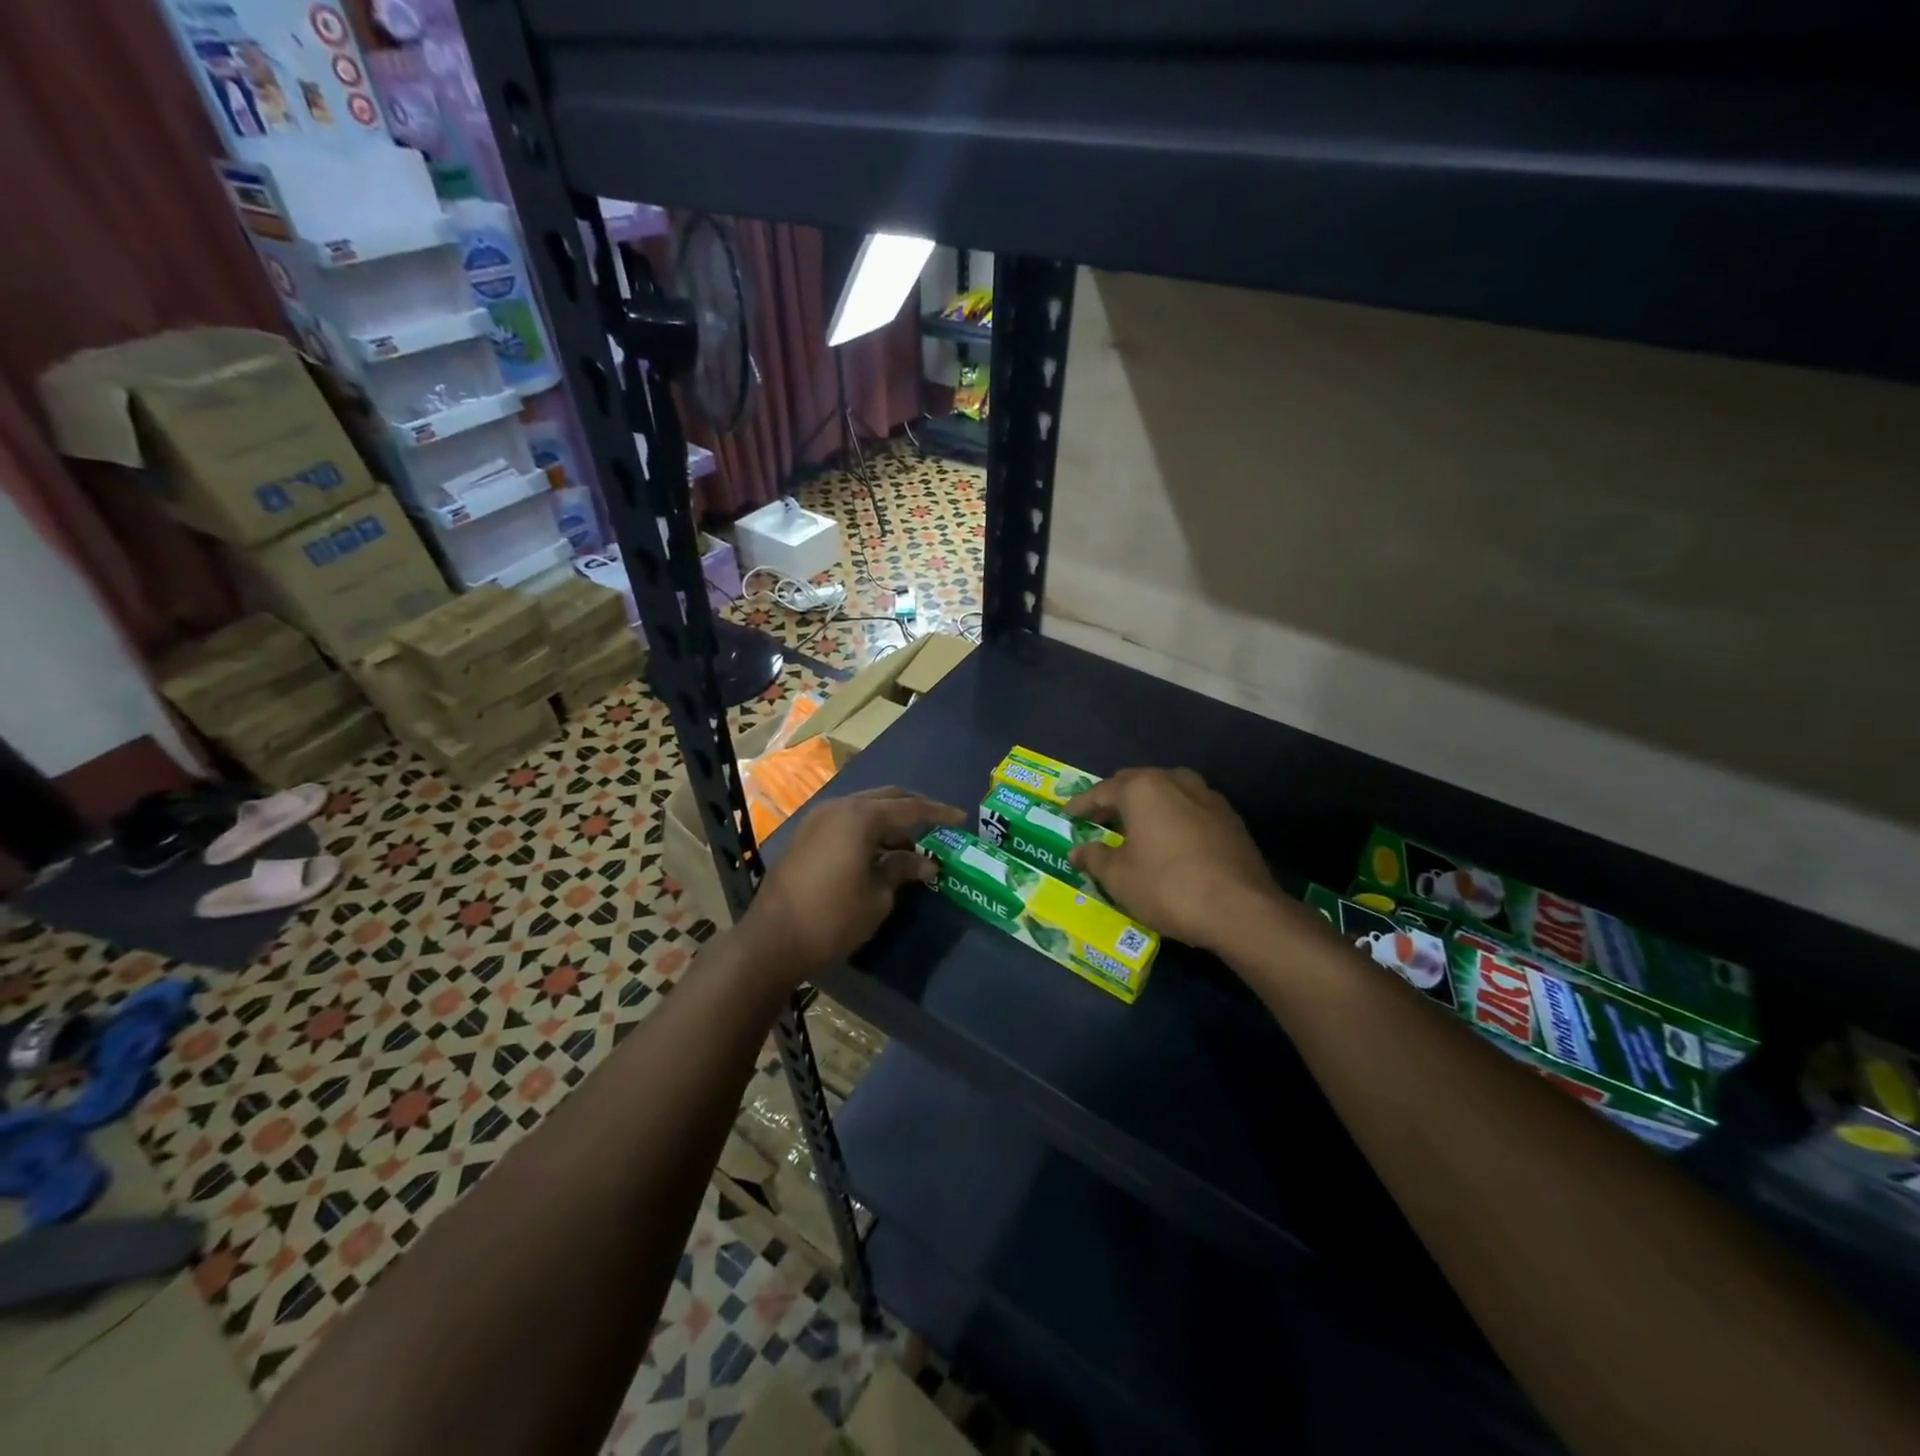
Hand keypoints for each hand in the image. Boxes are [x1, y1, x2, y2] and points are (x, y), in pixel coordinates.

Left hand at [740, 787, 964, 983]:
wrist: (772, 939)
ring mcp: (818, 819)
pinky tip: (880, 852)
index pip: (910, 808)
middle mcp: (838, 808)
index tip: (961, 819)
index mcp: (860, 817)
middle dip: (914, 809)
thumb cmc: (833, 918)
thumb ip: (903, 869)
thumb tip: (927, 863)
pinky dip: (868, 830)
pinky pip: (846, 822)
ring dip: (890, 822)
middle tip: (938, 824)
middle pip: (886, 798)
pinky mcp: (806, 836)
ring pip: (864, 809)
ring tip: (912, 847)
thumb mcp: (878, 896)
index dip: (938, 813)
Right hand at [1067, 767, 1287, 954]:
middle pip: (1137, 783)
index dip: (1082, 804)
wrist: (1241, 910)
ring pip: (1168, 791)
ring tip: (1135, 824)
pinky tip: (1170, 838)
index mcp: (1143, 789)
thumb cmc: (1168, 887)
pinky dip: (1173, 816)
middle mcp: (1175, 782)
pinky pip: (1191, 807)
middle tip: (1099, 818)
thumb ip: (1095, 858)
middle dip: (1115, 798)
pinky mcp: (1230, 819)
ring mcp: (1208, 797)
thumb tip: (1078, 852)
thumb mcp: (1119, 878)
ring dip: (1148, 804)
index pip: (1102, 791)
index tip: (1068, 815)